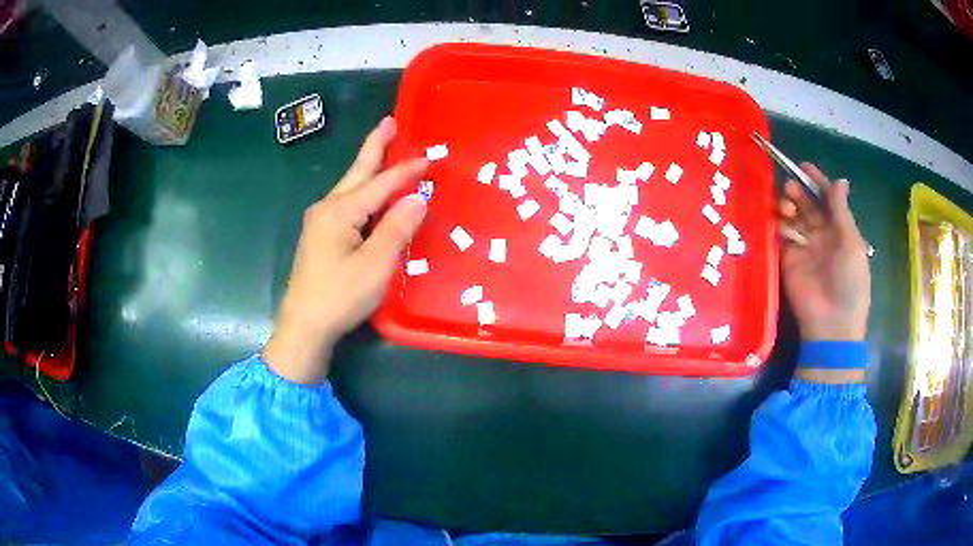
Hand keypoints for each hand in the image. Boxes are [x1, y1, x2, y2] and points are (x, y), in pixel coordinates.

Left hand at [263, 117, 428, 383]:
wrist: (304, 327)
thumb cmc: (339, 296)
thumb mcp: (375, 265)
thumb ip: (397, 228)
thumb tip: (417, 197)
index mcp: (339, 211)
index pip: (380, 184)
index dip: (405, 171)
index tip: (429, 159)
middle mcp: (326, 209)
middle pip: (356, 172)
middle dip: (374, 146)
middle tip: (389, 122)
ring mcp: (320, 222)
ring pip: (350, 187)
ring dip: (368, 167)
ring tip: (383, 148)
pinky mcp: (320, 237)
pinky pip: (347, 204)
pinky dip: (363, 191)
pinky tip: (370, 193)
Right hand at [778, 163, 870, 342]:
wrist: (831, 324)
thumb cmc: (849, 282)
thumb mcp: (852, 243)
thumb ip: (841, 211)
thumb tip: (840, 180)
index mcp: (840, 231)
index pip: (827, 200)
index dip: (818, 182)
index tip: (804, 166)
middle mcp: (822, 236)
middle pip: (809, 206)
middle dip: (800, 192)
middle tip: (792, 187)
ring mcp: (804, 248)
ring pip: (794, 218)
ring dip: (790, 206)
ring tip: (787, 205)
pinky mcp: (788, 260)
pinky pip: (782, 236)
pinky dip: (780, 225)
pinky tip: (781, 222)